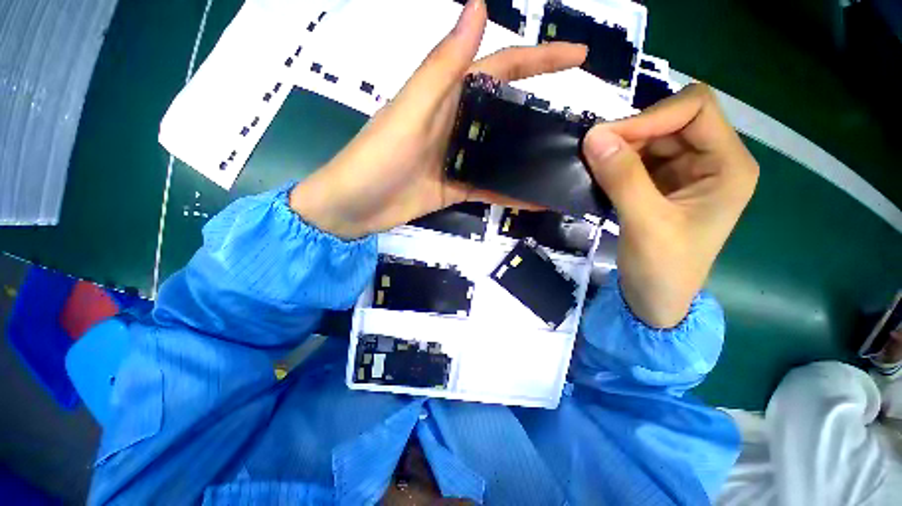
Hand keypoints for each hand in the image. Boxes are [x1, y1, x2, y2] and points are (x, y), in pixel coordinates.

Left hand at [289, 0, 585, 238]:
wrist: (355, 207)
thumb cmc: (376, 158)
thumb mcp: (410, 110)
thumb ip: (443, 67)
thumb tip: (478, 5)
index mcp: (447, 97)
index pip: (501, 68)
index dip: (539, 59)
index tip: (578, 56)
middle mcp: (457, 125)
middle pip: (505, 114)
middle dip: (539, 114)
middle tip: (575, 126)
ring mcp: (458, 160)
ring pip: (500, 154)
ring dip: (528, 158)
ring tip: (562, 163)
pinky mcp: (456, 188)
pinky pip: (490, 188)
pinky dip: (511, 192)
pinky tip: (534, 198)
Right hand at [582, 84, 758, 327]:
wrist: (655, 299)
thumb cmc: (664, 269)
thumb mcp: (646, 224)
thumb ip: (622, 179)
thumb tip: (593, 137)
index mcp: (728, 166)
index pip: (695, 109)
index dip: (651, 116)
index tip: (607, 140)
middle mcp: (711, 160)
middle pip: (671, 120)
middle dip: (631, 132)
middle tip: (591, 152)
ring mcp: (685, 171)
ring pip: (650, 137)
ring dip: (620, 147)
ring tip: (592, 165)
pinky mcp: (661, 184)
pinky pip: (637, 158)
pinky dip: (615, 161)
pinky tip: (599, 173)